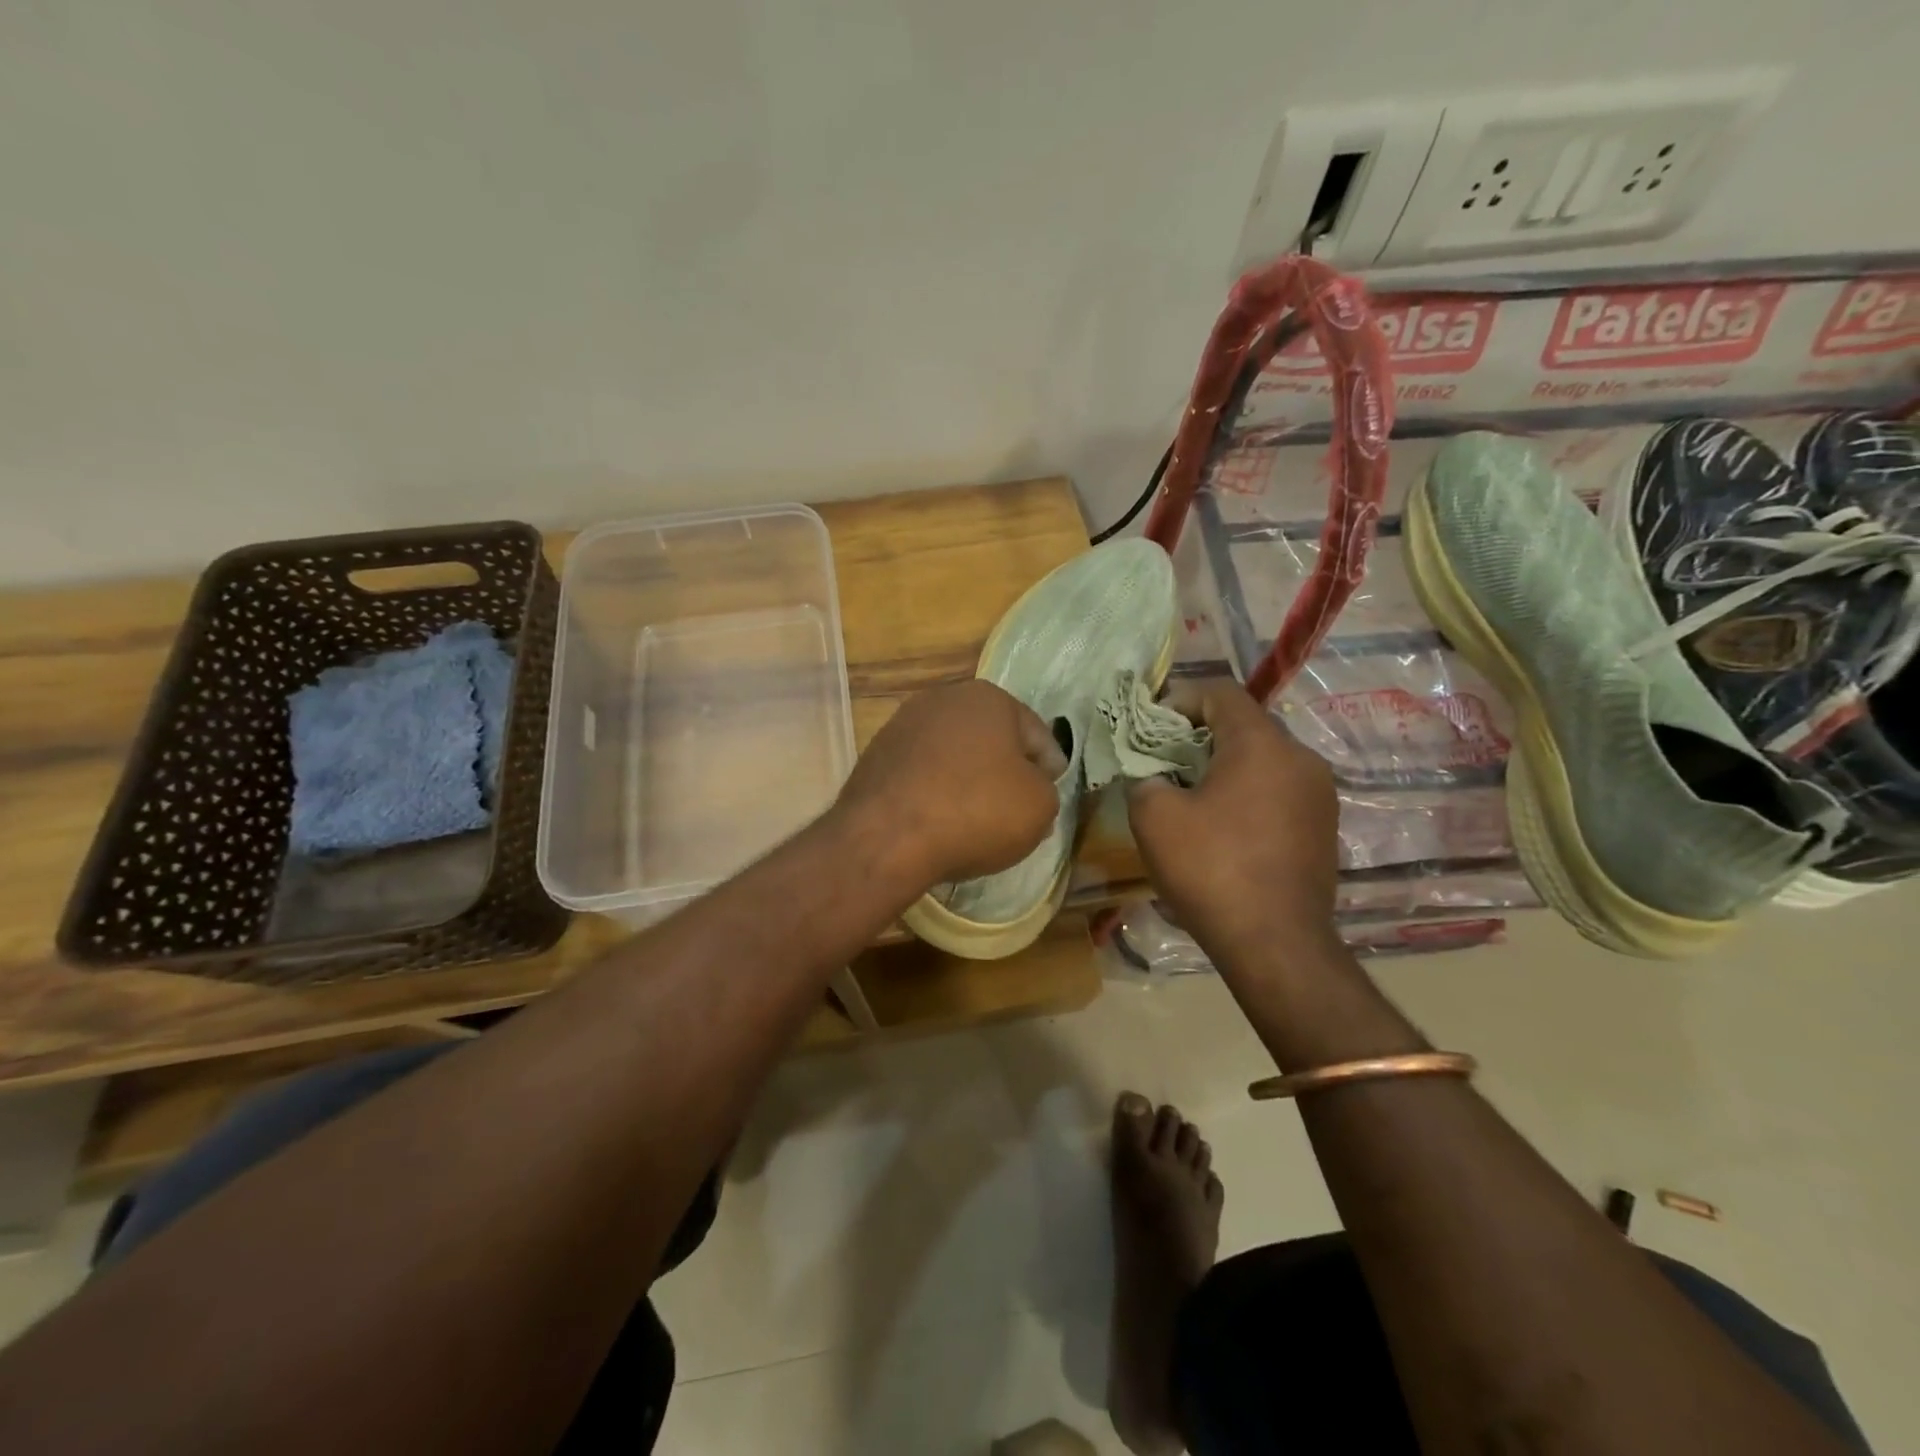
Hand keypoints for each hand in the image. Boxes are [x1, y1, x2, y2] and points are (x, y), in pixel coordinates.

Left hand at [835, 680, 1065, 888]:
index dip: (1049, 765)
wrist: (887, 837)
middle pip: (991, 739)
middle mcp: (943, 700)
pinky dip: (936, 792)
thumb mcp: (1039, 805)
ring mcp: (903, 725)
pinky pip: (923, 774)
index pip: (1035, 733)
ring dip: (969, 779)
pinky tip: (942, 820)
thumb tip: (1029, 788)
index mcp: (988, 698)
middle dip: (1006, 769)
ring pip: (954, 755)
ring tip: (979, 818)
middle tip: (1019, 805)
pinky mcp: (876, 756)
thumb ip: (1045, 789)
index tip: (1052, 790)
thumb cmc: (976, 810)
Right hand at [1125, 679, 1340, 965]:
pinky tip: (1222, 826)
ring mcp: (1320, 795)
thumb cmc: (1212, 869)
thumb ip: (1145, 780)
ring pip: (1264, 760)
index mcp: (1262, 744)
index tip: (1150, 726)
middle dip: (1200, 735)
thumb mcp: (1155, 818)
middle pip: (1245, 725)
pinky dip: (1248, 794)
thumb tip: (1153, 779)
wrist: (1276, 944)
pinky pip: (1279, 791)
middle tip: (1164, 761)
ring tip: (1190, 795)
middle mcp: (1301, 758)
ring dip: (1225, 766)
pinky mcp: (1325, 828)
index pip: (1221, 693)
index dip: (1180, 699)